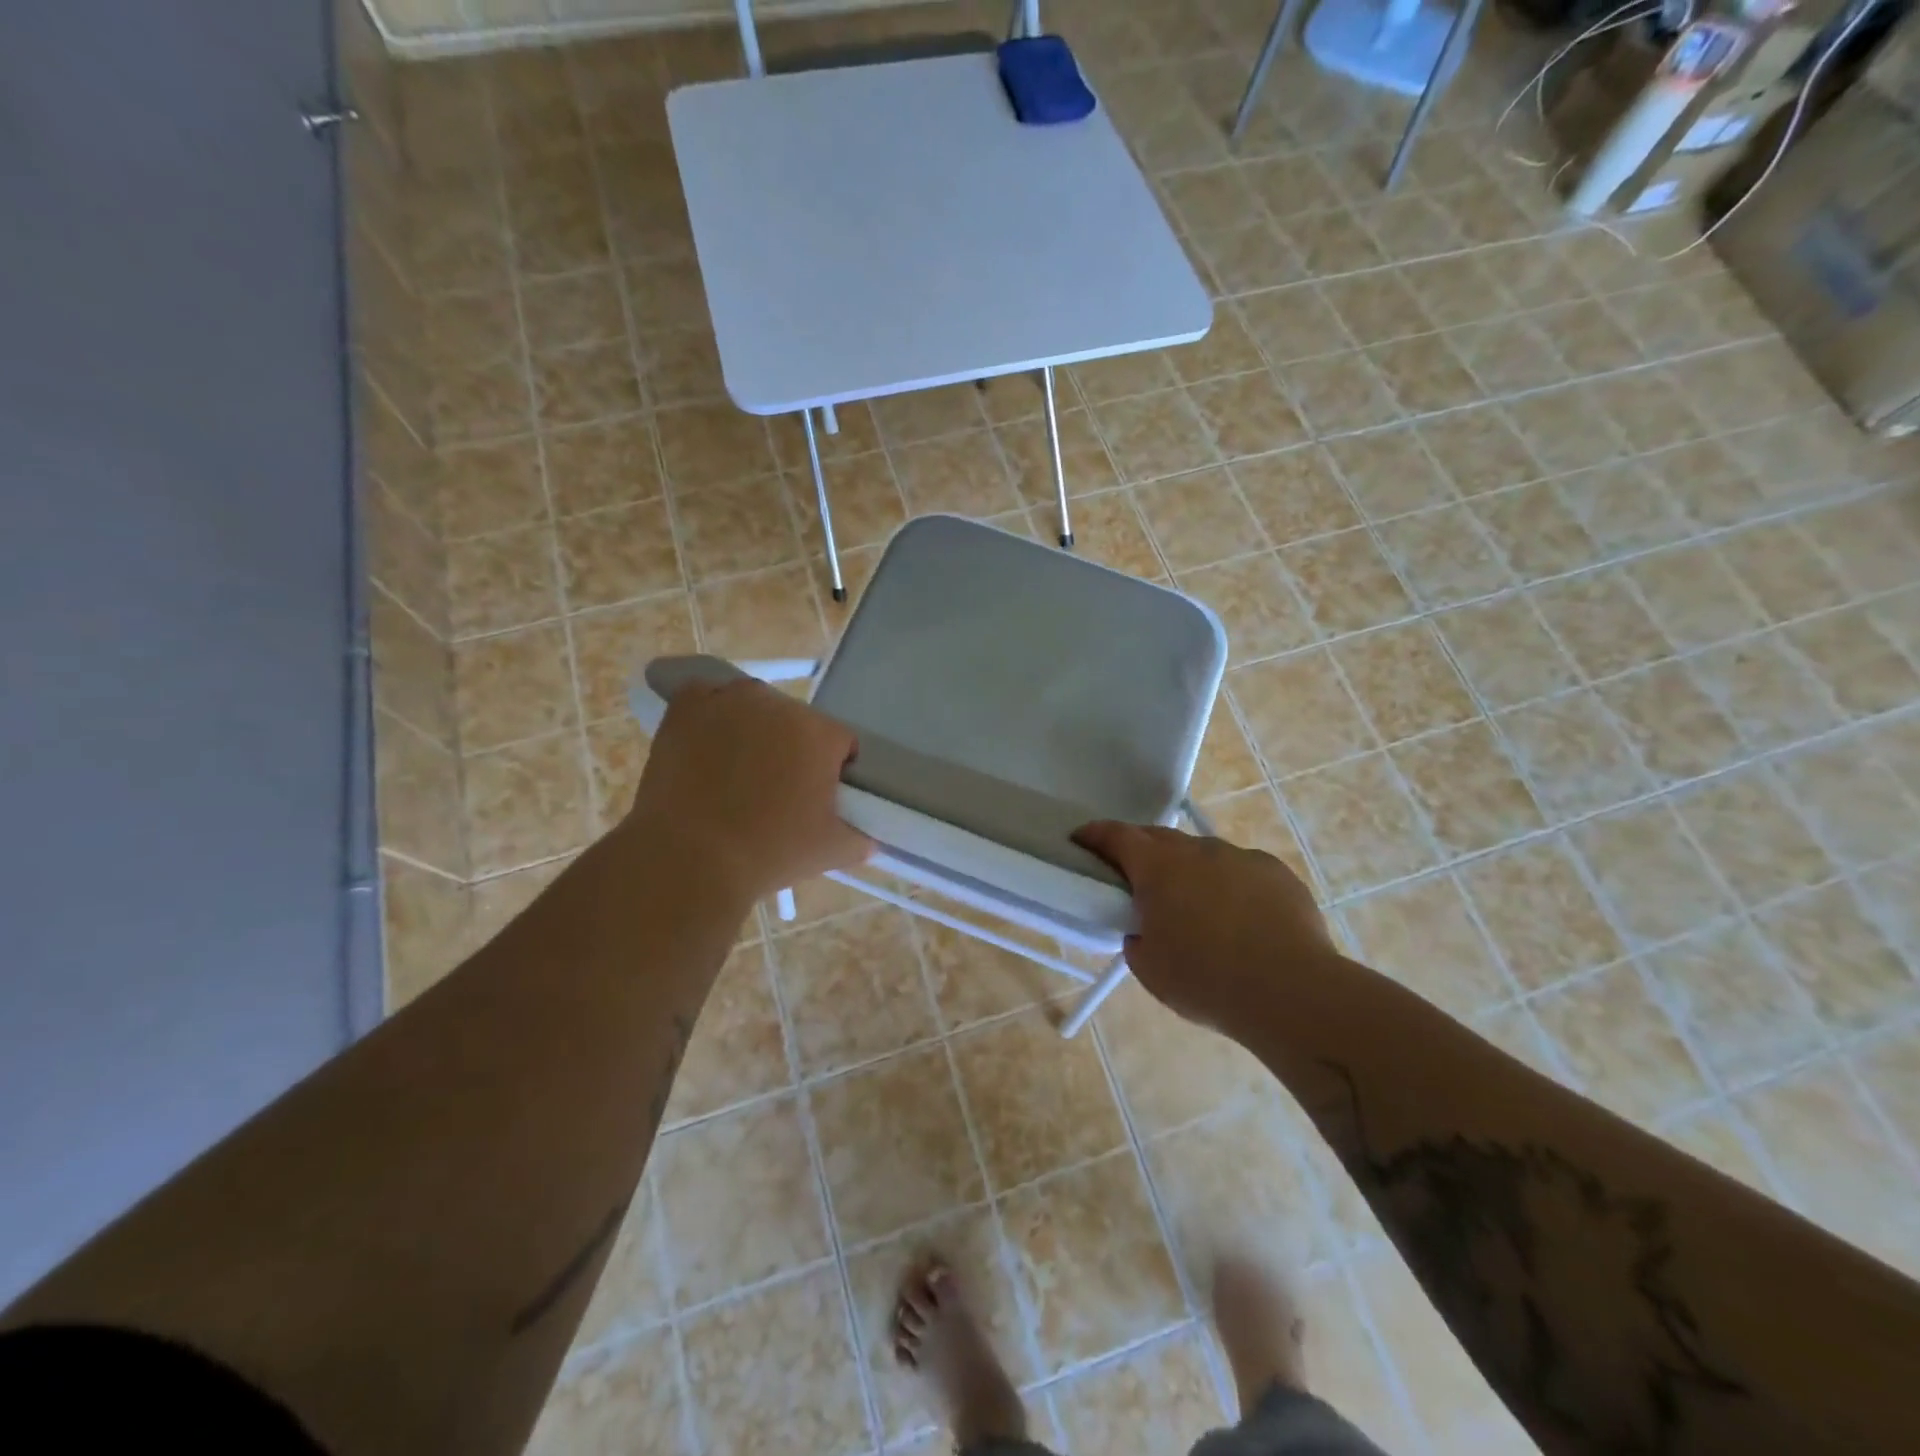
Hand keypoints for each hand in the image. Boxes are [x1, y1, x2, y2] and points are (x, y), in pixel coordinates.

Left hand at [626, 679, 873, 901]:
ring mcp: (729, 701)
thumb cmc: (768, 852)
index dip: (834, 771)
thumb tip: (869, 836)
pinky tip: (706, 744)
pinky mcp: (687, 707)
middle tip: (776, 791)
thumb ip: (861, 838)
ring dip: (754, 730)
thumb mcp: (831, 851)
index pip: (841, 742)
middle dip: (793, 749)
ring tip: (736, 772)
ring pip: (755, 708)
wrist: (690, 858)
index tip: (817, 799)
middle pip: (797, 723)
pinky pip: (707, 698)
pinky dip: (710, 715)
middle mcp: (778, 706)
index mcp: (820, 733)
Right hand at [1074, 822, 1330, 1032]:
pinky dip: (1231, 886)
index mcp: (1157, 866)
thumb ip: (1137, 938)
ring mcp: (1241, 857)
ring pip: (1204, 855)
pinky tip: (1242, 920)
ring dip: (1191, 872)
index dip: (1093, 835)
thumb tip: (1145, 929)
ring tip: (1197, 910)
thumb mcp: (1149, 968)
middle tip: (1136, 880)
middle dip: (1141, 852)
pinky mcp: (1277, 873)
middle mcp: (1198, 850)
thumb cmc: (1206, 980)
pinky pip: (1242, 871)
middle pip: (1159, 837)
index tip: (1079, 839)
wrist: (1291, 992)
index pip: (1115, 836)